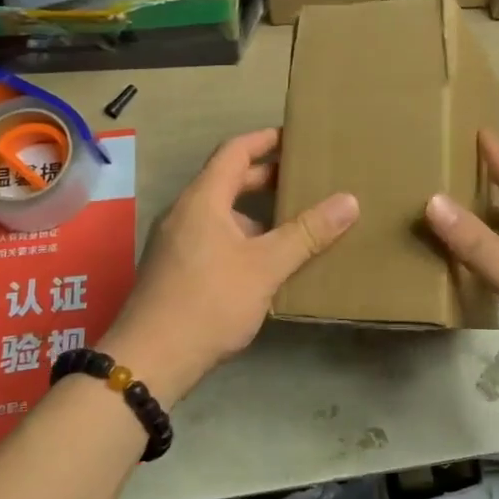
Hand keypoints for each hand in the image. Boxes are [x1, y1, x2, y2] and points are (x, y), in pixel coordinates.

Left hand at [111, 128, 357, 403]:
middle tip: (305, 179)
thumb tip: (349, 200)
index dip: (265, 139)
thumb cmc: (208, 302)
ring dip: (256, 213)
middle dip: (266, 177)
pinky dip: (243, 237)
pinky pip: (214, 238)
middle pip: (228, 180)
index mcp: (203, 199)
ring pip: (222, 213)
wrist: (149, 361)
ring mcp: (176, 243)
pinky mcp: (175, 270)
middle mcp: (185, 213)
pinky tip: (267, 262)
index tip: (295, 136)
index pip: (235, 151)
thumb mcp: (265, 267)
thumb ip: (307, 234)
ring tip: (295, 222)